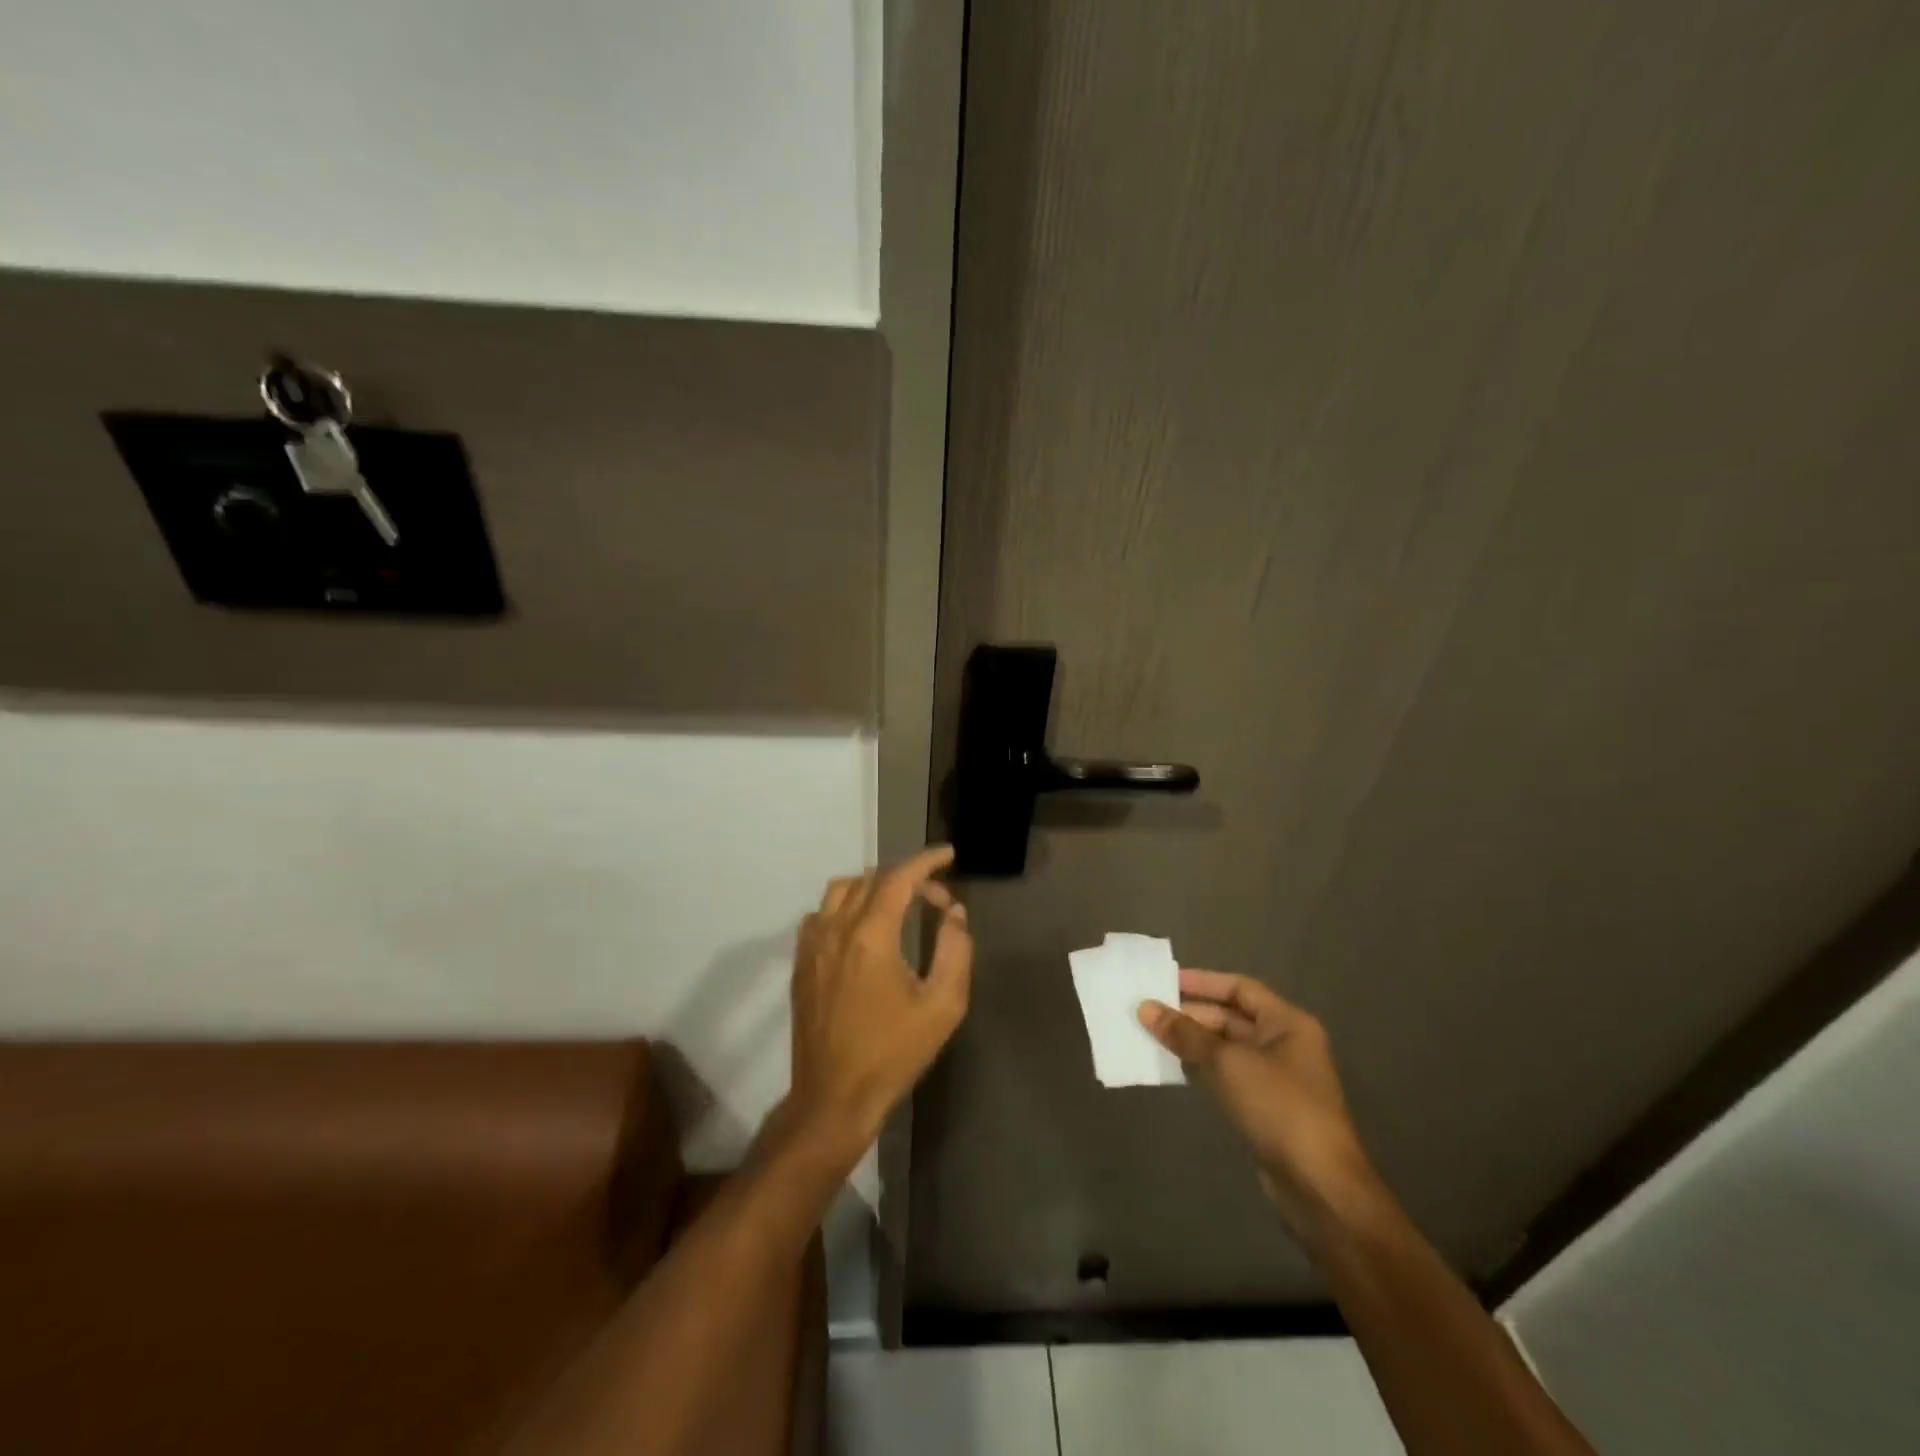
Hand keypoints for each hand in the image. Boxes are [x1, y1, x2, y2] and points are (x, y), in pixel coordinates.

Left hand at [784, 846, 972, 1170]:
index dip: (926, 861)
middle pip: (871, 879)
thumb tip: (953, 912)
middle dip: (907, 877)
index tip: (948, 854)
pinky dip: (844, 906)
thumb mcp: (943, 1005)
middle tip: (935, 897)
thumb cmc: (893, 1053)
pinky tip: (861, 928)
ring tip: (898, 903)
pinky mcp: (801, 964)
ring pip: (840, 890)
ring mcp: (812, 946)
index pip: (899, 878)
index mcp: (871, 936)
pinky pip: (820, 914)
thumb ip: (955, 950)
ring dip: (872, 886)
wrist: (834, 1097)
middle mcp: (836, 930)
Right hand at [1140, 970, 1378, 1239]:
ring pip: (1226, 1048)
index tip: (1164, 981)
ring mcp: (1275, 1078)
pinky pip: (1227, 1075)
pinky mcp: (1265, 1107)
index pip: (1239, 988)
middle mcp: (1284, 1044)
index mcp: (1287, 1023)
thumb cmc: (1277, 1107)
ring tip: (1151, 1035)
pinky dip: (1201, 1068)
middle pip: (1231, 1017)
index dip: (1201, 982)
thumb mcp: (1227, 1062)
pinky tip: (1173, 1068)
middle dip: (1191, 1014)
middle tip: (1149, 1011)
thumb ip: (1185, 1033)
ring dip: (1192, 1042)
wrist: (1317, 1186)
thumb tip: (1145, 1008)